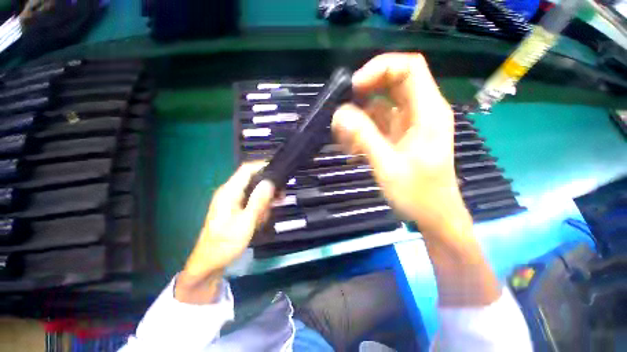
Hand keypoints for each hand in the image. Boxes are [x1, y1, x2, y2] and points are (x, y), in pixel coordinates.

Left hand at [176, 163, 274, 303]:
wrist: (210, 263)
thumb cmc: (226, 243)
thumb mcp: (246, 222)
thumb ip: (258, 201)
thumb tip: (269, 182)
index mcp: (229, 192)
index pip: (247, 169)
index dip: (263, 166)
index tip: (280, 171)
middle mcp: (230, 192)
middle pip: (253, 179)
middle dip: (268, 187)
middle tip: (281, 197)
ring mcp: (232, 200)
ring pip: (254, 191)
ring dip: (265, 200)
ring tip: (270, 212)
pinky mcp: (235, 208)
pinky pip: (251, 201)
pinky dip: (260, 207)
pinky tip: (262, 218)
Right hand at [333, 53, 499, 305]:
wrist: (432, 214)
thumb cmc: (418, 194)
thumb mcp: (388, 166)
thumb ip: (364, 138)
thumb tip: (340, 114)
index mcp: (428, 112)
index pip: (409, 68)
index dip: (380, 68)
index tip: (354, 87)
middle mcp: (419, 111)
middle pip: (391, 83)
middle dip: (364, 93)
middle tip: (343, 113)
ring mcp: (407, 124)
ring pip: (379, 105)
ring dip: (358, 118)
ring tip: (344, 140)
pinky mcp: (397, 136)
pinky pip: (375, 123)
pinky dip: (360, 131)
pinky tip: (352, 149)